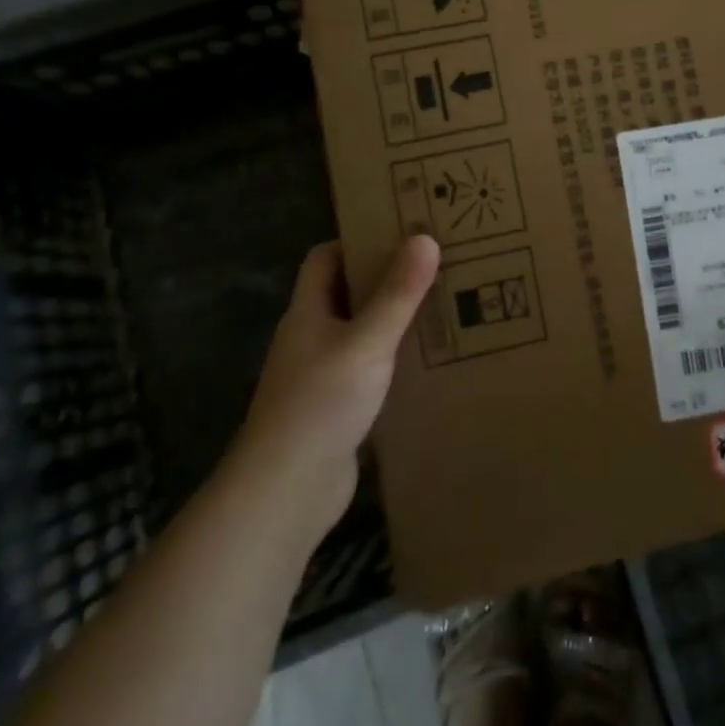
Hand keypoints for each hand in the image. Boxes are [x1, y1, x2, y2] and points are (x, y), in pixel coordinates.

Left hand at [234, 235, 440, 538]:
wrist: (286, 492)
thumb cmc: (321, 404)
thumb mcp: (367, 342)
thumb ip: (398, 293)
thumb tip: (425, 238)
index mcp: (307, 312)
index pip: (324, 259)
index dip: (358, 241)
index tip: (401, 233)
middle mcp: (309, 337)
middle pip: (345, 293)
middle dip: (385, 278)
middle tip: (433, 266)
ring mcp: (319, 375)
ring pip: (358, 332)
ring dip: (391, 320)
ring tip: (439, 307)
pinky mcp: (334, 408)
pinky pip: (366, 369)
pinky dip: (391, 359)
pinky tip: (425, 362)